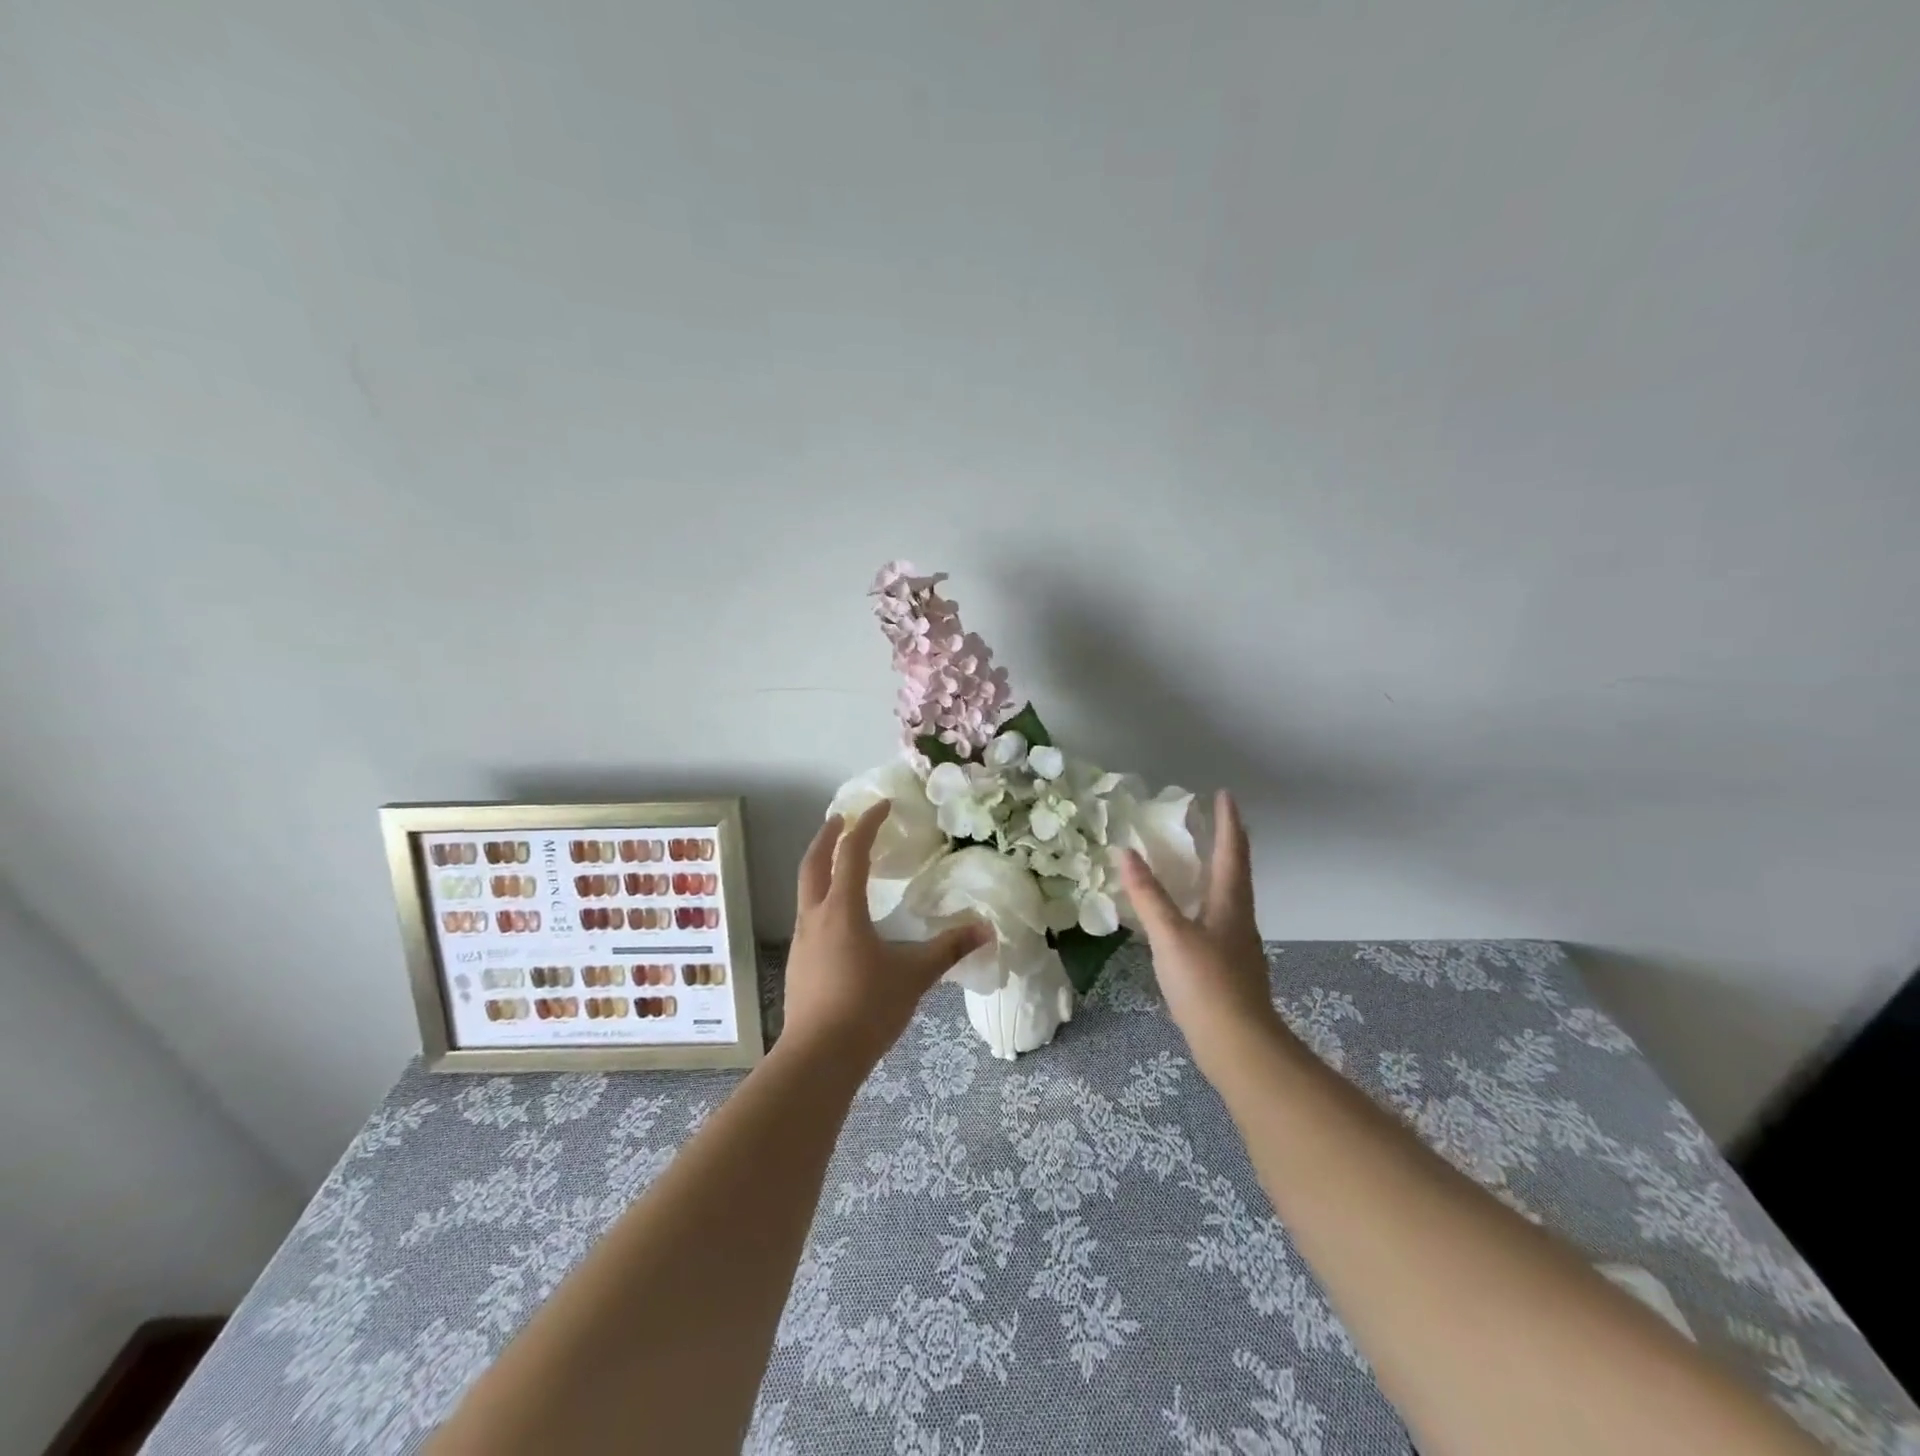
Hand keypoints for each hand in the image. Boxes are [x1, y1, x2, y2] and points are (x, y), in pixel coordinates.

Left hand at [781, 800, 988, 1070]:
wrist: (818, 1058)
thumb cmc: (867, 1007)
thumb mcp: (914, 975)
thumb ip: (949, 948)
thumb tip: (985, 930)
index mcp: (843, 909)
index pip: (852, 852)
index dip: (867, 824)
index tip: (882, 806)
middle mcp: (815, 917)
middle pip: (813, 863)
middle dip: (827, 836)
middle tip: (841, 818)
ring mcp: (801, 941)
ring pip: (806, 890)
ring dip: (820, 867)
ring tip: (841, 864)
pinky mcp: (798, 964)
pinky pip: (808, 916)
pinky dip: (821, 898)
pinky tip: (839, 918)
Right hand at [1120, 791, 1286, 1078]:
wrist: (1238, 1047)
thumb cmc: (1206, 984)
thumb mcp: (1170, 936)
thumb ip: (1147, 895)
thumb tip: (1125, 852)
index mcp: (1230, 903)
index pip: (1232, 851)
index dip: (1228, 821)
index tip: (1223, 794)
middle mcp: (1239, 918)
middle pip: (1235, 871)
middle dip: (1225, 842)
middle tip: (1208, 820)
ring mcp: (1236, 944)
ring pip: (1227, 896)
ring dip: (1215, 871)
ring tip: (1195, 859)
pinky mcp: (1228, 967)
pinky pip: (1216, 919)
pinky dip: (1203, 901)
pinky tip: (1186, 914)